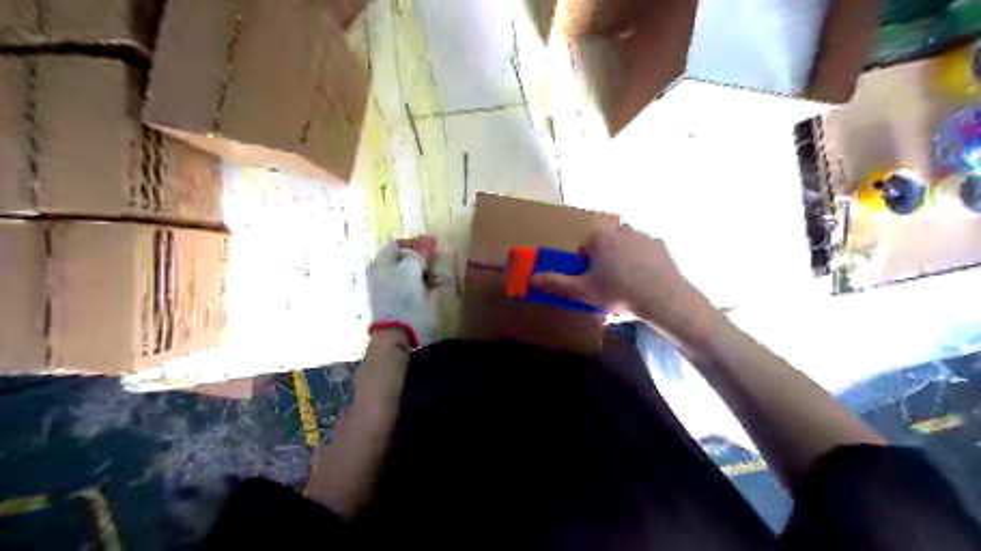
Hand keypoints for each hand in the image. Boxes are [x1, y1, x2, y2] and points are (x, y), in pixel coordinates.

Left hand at [365, 234, 439, 346]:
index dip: (416, 242)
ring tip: (444, 271)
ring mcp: (394, 289)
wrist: (398, 332)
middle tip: (441, 257)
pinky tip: (440, 284)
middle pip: (406, 259)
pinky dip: (429, 283)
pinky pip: (417, 286)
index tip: (434, 243)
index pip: (397, 244)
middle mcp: (385, 274)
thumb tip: (426, 241)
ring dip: (429, 270)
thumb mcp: (410, 269)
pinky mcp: (404, 302)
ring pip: (414, 273)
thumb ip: (418, 253)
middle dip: (424, 257)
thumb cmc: (402, 296)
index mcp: (381, 264)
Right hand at [533, 227, 718, 337]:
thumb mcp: (583, 291)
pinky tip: (645, 280)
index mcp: (599, 239)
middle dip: (605, 260)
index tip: (592, 282)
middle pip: (606, 245)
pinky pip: (646, 252)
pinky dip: (644, 262)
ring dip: (624, 259)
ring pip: (627, 246)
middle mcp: (620, 231)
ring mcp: (643, 236)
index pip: (585, 249)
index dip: (586, 266)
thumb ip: (557, 283)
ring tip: (628, 284)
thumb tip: (532, 278)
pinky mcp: (661, 246)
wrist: (662, 298)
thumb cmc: (618, 292)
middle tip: (609, 284)